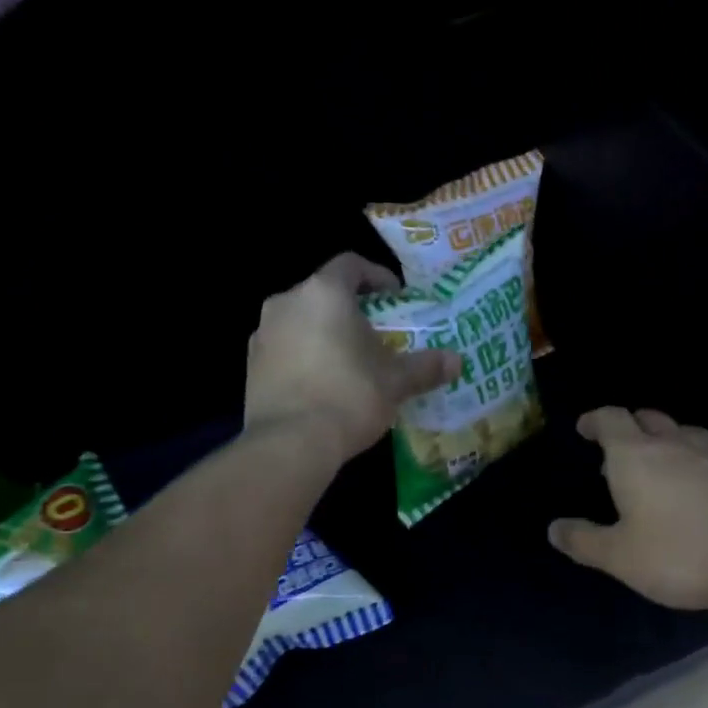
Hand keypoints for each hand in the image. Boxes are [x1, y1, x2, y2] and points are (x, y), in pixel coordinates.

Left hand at [245, 253, 461, 464]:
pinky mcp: (250, 366)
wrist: (290, 443)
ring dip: (326, 333)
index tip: (396, 297)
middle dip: (351, 309)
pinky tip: (324, 384)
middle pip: (323, 293)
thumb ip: (425, 367)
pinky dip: (305, 356)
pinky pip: (285, 349)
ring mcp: (263, 334)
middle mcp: (286, 303)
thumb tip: (457, 361)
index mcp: (324, 293)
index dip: (377, 276)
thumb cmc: (350, 396)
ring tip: (351, 360)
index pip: (351, 265)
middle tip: (377, 332)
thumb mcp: (395, 382)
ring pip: (301, 322)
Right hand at [548, 407, 707, 611]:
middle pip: (648, 418)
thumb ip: (584, 541)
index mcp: (636, 456)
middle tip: (620, 452)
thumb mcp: (621, 558)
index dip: (595, 420)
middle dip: (630, 428)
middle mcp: (675, 444)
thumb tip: (554, 528)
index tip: (585, 428)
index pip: (611, 419)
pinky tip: (704, 490)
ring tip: (662, 468)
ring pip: (685, 433)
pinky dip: (699, 462)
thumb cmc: (683, 554)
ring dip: (667, 442)